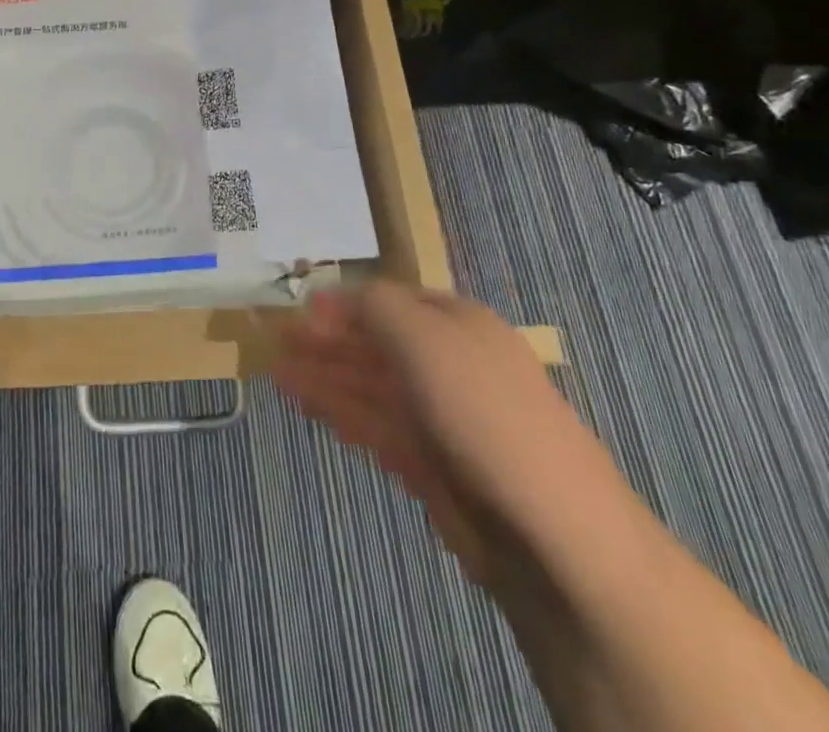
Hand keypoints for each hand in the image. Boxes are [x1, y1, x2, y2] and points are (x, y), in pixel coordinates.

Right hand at [275, 283, 630, 580]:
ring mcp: (443, 419)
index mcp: (458, 324)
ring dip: (325, 378)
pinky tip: (310, 409)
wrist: (553, 534)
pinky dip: (343, 415)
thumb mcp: (424, 336)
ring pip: (372, 388)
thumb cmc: (482, 412)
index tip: (297, 309)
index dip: (343, 303)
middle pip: (377, 345)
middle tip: (275, 341)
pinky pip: (379, 429)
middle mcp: (450, 365)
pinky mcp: (436, 469)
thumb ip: (375, 306)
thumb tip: (335, 295)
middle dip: (327, 341)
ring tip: (276, 375)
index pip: (390, 302)